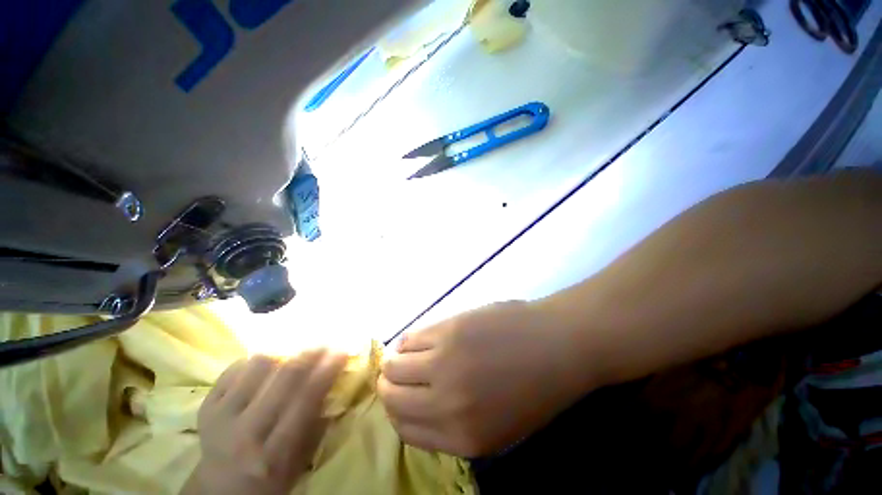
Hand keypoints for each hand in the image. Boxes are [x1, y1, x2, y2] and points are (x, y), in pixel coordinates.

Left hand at [184, 350, 345, 494]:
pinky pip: (232, 369)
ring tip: (291, 357)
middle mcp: (245, 432)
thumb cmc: (268, 478)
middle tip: (324, 344)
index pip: (305, 401)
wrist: (218, 490)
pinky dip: (252, 363)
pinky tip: (263, 368)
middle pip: (283, 378)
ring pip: (257, 366)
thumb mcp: (299, 462)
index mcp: (273, 452)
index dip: (326, 372)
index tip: (342, 352)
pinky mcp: (205, 406)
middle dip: (310, 355)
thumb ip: (316, 424)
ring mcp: (221, 417)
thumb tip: (334, 383)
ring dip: (280, 356)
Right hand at [378, 301, 592, 456]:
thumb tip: (420, 403)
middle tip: (396, 374)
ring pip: (394, 364)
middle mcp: (446, 403)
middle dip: (389, 385)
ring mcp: (445, 362)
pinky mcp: (448, 330)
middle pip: (392, 396)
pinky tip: (417, 340)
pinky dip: (408, 341)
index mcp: (462, 437)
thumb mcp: (498, 425)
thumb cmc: (533, 386)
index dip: (396, 412)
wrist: (557, 344)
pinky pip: (411, 338)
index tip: (399, 397)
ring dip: (394, 360)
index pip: (405, 429)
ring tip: (405, 354)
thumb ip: (455, 422)